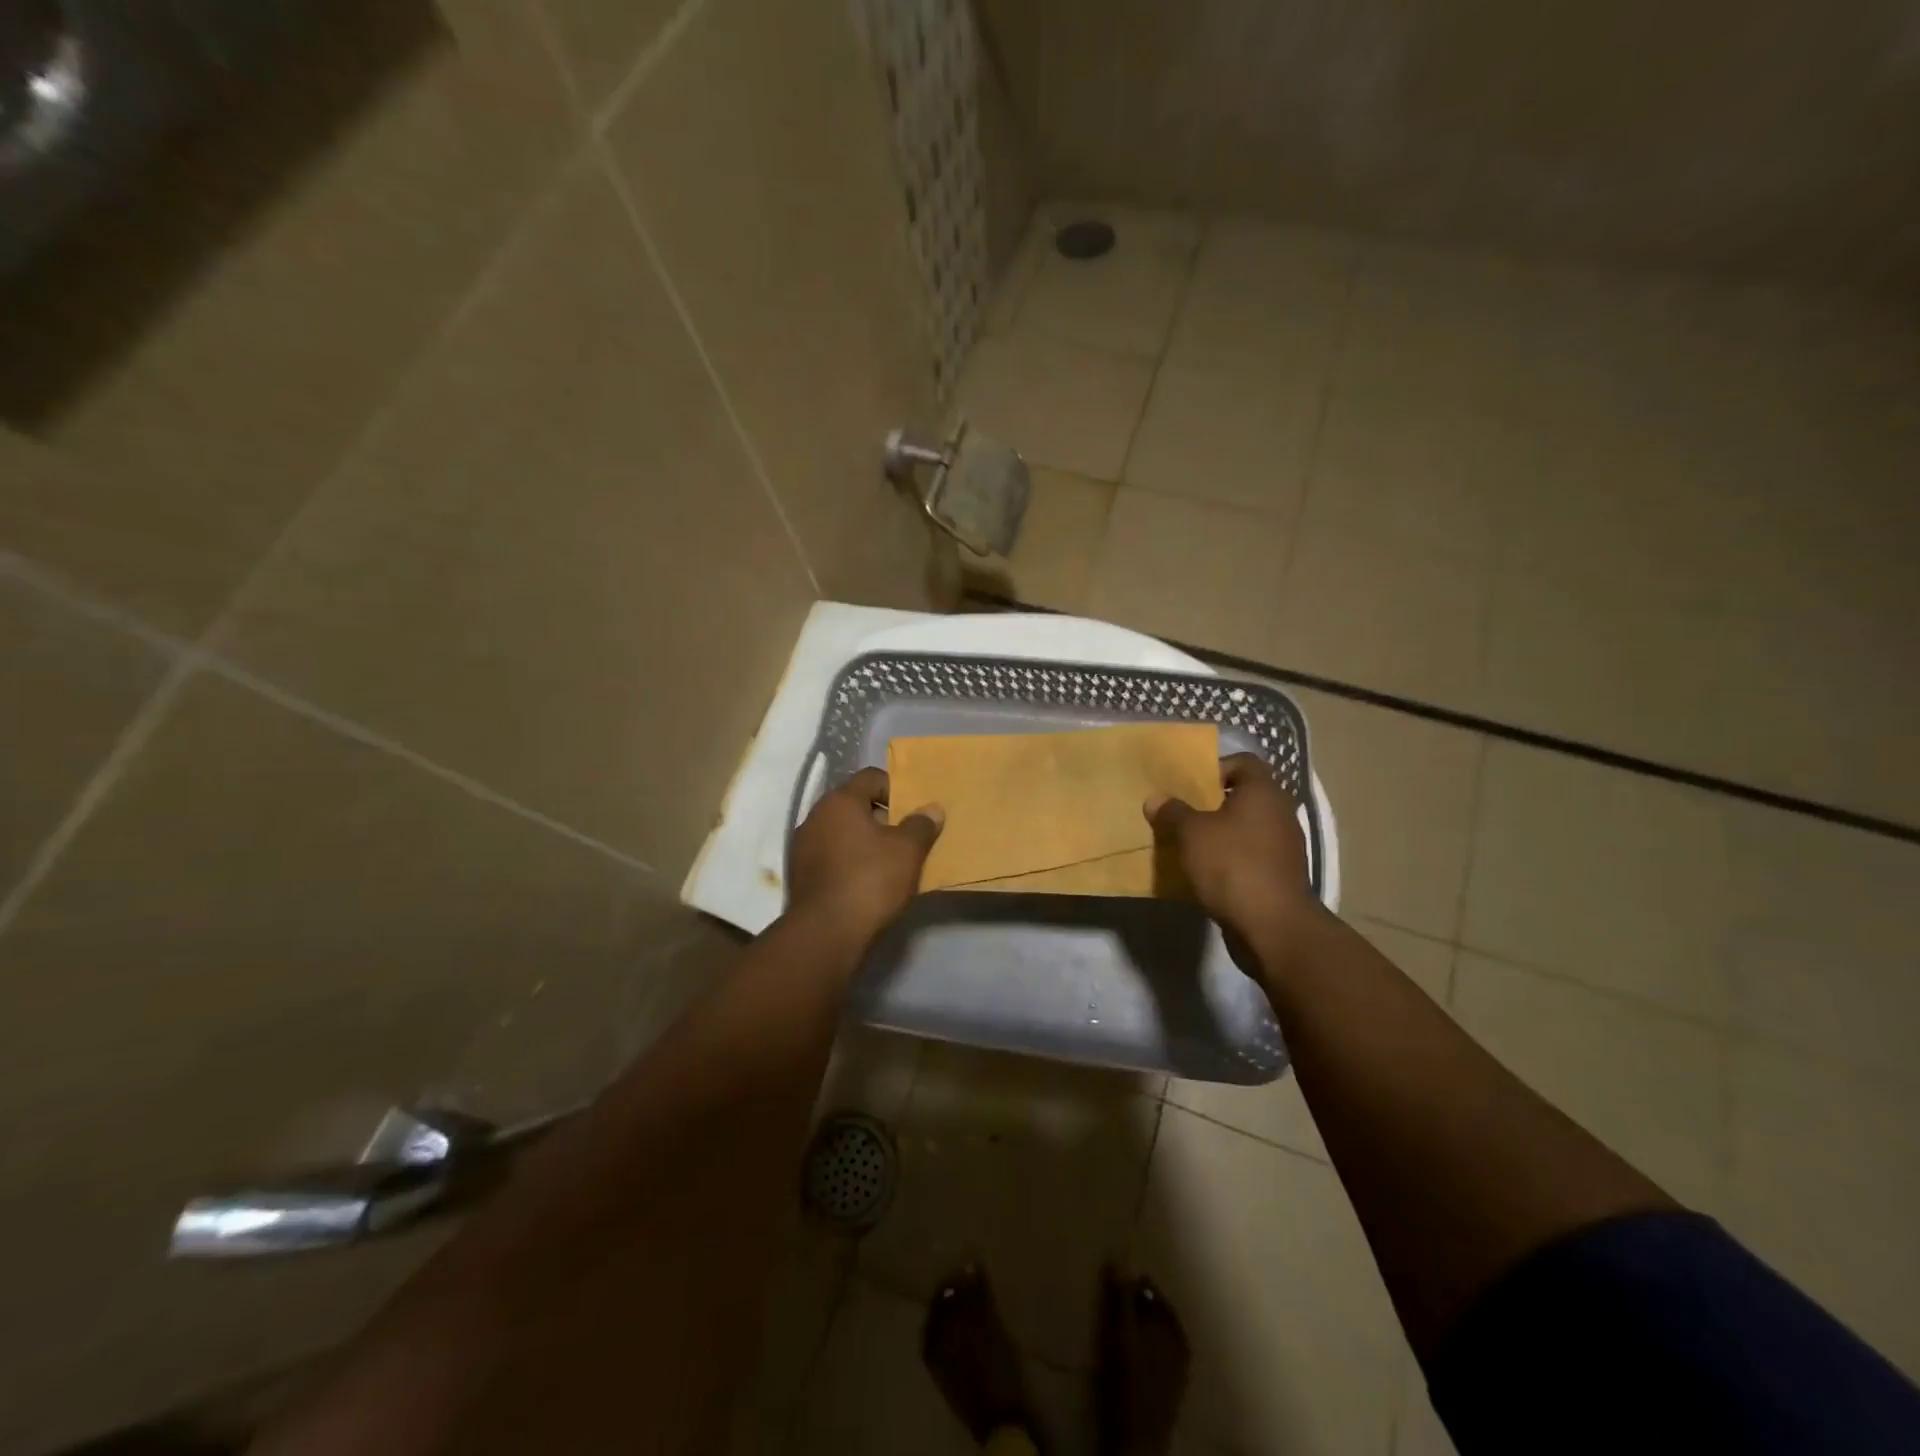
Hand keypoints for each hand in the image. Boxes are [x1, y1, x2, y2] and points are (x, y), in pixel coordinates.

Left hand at [789, 768, 943, 944]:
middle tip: (905, 838)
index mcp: (839, 801)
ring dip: (864, 841)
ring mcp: (802, 846)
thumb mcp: (907, 851)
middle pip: (854, 805)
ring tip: (889, 863)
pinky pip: (830, 856)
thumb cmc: (870, 880)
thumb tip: (932, 809)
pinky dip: (849, 861)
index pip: (870, 778)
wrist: (826, 933)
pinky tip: (866, 882)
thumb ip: (921, 825)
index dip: (896, 789)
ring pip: (841, 832)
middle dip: (881, 818)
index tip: (913, 812)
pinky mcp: (800, 874)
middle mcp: (815, 816)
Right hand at [1145, 753, 1320, 970]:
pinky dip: (1230, 858)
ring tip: (1188, 844)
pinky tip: (1205, 871)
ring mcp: (1284, 846)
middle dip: (1212, 804)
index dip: (1215, 768)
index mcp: (1263, 792)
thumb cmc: (1232, 865)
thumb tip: (1156, 799)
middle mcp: (1280, 813)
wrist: (1273, 926)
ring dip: (1220, 833)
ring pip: (1246, 827)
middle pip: (1244, 796)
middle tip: (1181, 814)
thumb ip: (1172, 812)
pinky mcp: (1280, 875)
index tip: (1189, 786)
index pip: (1243, 762)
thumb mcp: (1191, 834)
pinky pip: (1250, 855)